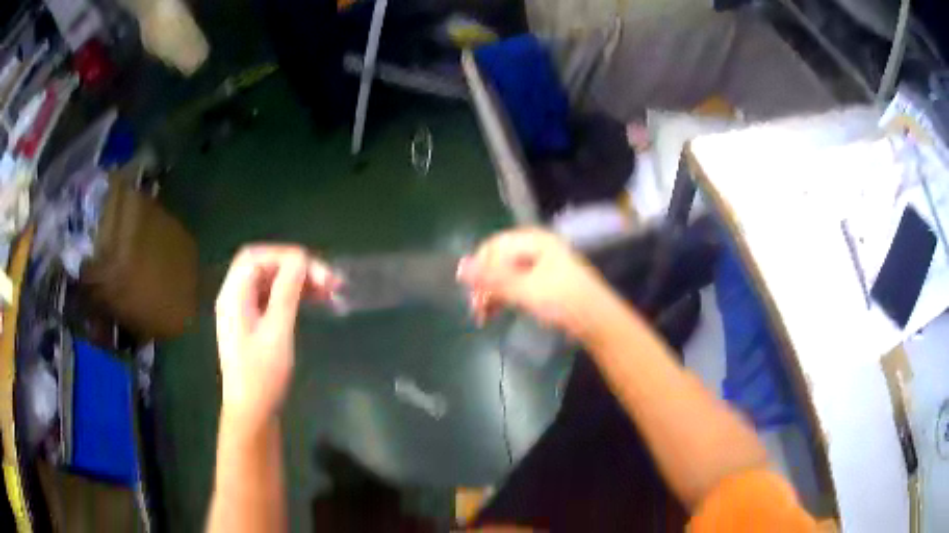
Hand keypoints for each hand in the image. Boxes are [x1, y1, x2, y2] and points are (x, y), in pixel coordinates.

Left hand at [215, 245, 338, 429]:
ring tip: (329, 290)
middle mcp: (235, 297)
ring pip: (270, 282)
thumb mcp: (277, 332)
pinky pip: (272, 299)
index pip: (255, 257)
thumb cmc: (262, 375)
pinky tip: (313, 301)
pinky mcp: (253, 325)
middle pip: (263, 267)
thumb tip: (300, 258)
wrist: (252, 413)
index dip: (285, 255)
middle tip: (327, 280)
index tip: (314, 268)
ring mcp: (243, 311)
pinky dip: (292, 295)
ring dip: (297, 281)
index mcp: (233, 295)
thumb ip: (287, 292)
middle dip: (295, 267)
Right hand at [457, 228, 612, 336]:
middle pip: (498, 261)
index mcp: (534, 240)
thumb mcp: (524, 289)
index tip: (472, 293)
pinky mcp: (544, 283)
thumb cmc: (563, 300)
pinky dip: (504, 298)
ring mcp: (541, 265)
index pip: (493, 246)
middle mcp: (536, 248)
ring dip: (492, 294)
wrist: (597, 321)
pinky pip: (516, 285)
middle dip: (485, 284)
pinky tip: (496, 313)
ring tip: (483, 317)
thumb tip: (459, 267)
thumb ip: (491, 278)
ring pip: (506, 275)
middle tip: (477, 309)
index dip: (479, 268)